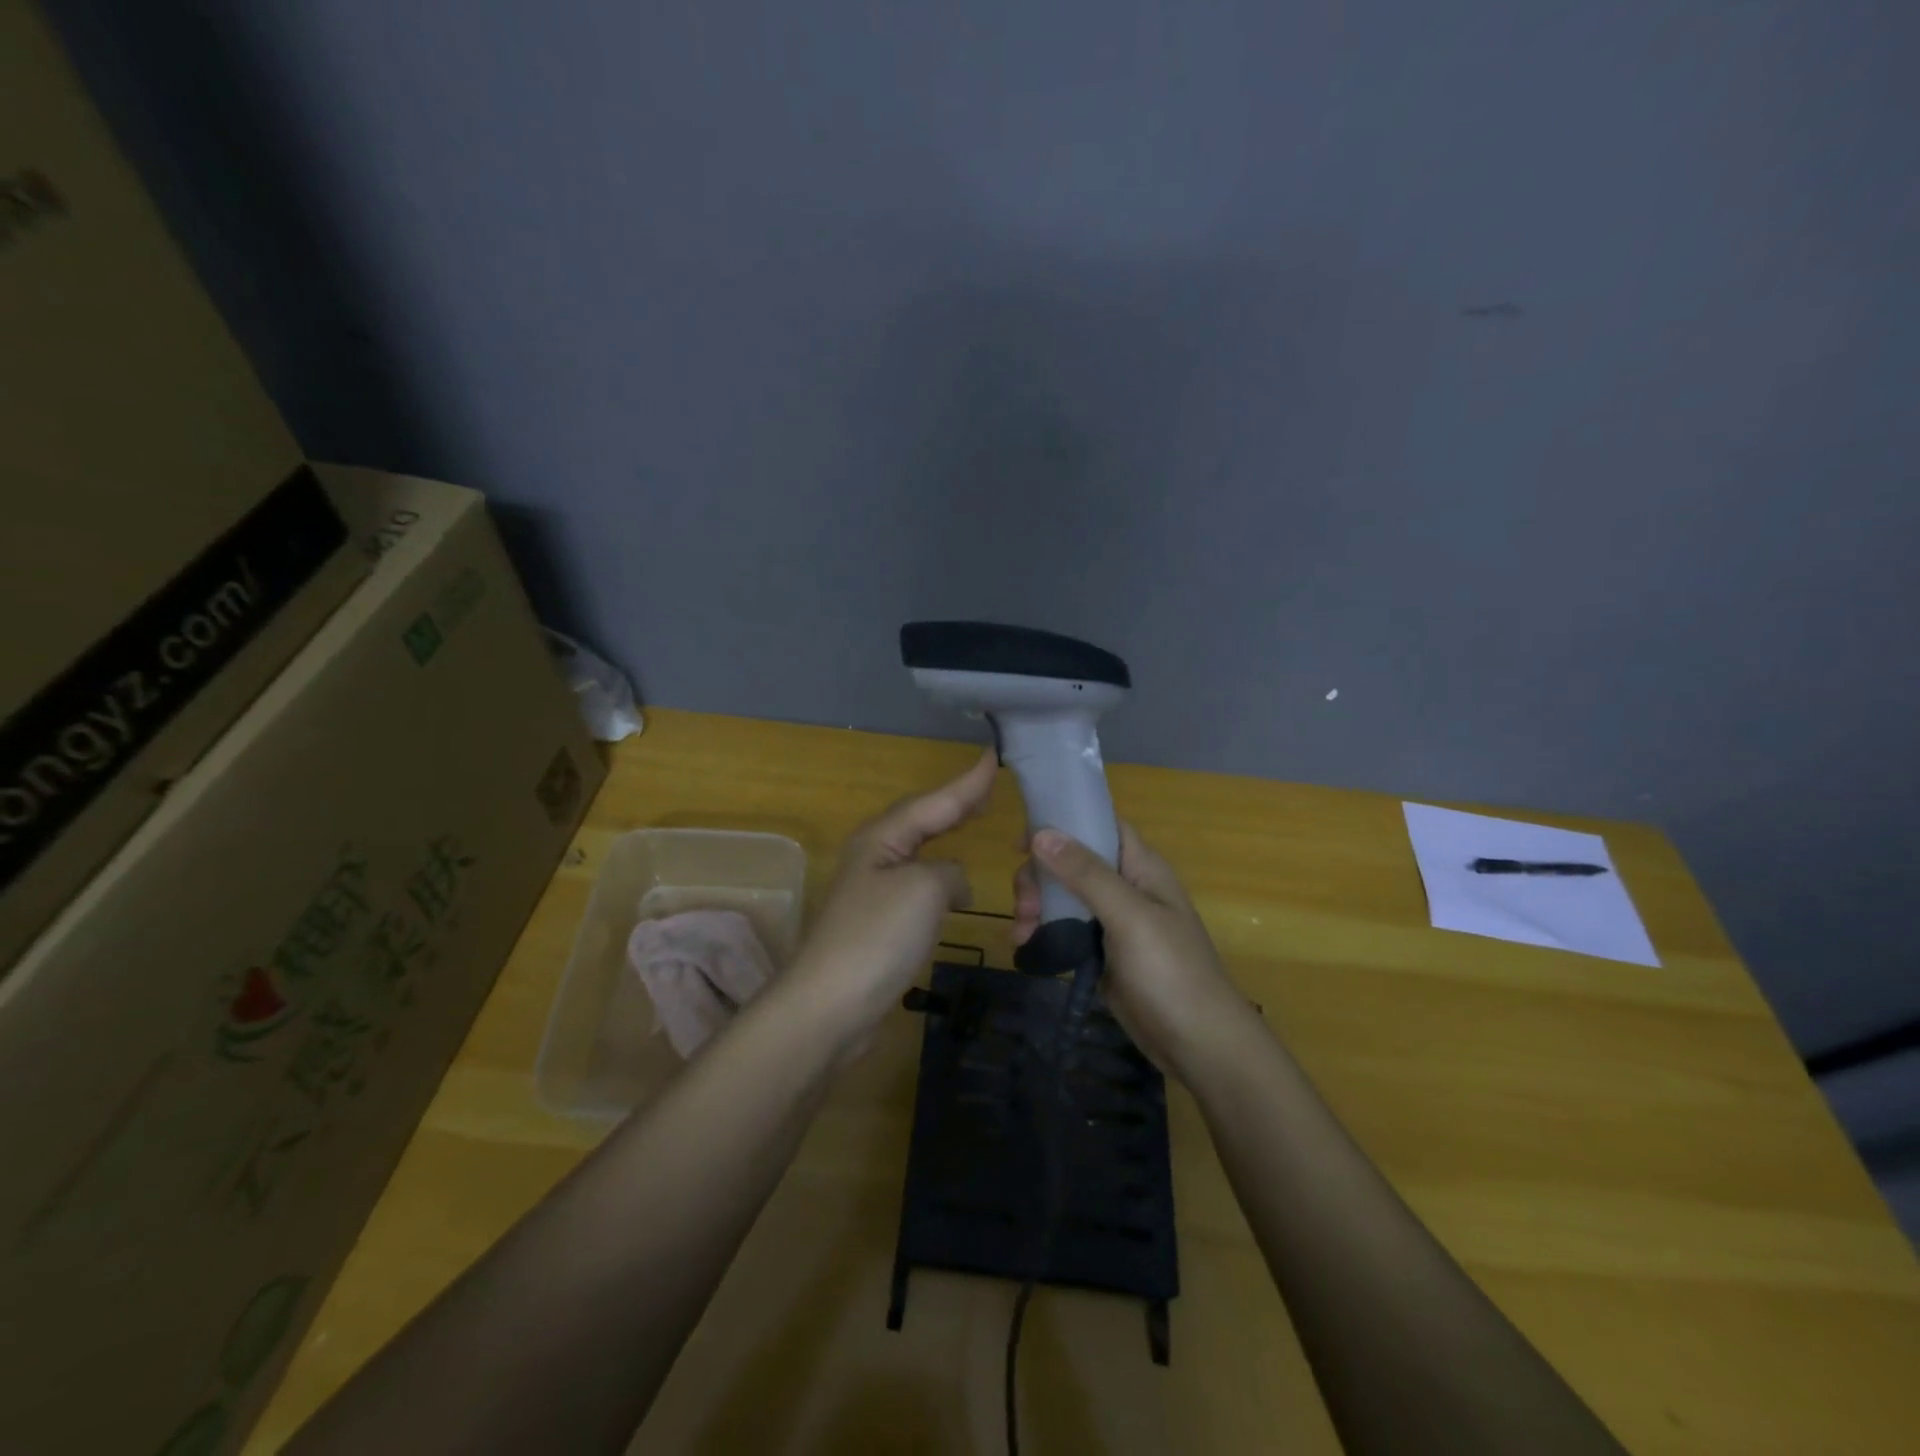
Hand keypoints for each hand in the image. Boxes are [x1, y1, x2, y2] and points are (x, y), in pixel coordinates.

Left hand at [787, 749, 998, 1047]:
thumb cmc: (877, 936)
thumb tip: (952, 883)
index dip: (968, 783)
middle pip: (922, 819)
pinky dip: (942, 876)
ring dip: (947, 835)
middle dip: (955, 803)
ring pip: (919, 851)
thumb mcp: (924, 889)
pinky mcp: (878, 924)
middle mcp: (874, 856)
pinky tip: (954, 884)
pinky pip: (918, 885)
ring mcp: (873, 891)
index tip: (994, 755)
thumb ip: (948, 872)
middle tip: (989, 785)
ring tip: (973, 820)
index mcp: (882, 837)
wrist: (830, 1006)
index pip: (934, 802)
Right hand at [1014, 823, 1256, 1081]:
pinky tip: (1025, 945)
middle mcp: (1126, 886)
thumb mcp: (1129, 916)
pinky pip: (1064, 928)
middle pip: (1072, 861)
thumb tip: (1041, 833)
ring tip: (1020, 933)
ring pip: (1064, 895)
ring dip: (1036, 906)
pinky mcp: (1101, 952)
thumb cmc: (1170, 971)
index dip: (1063, 823)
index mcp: (1141, 867)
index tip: (1022, 839)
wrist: (1197, 1044)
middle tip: (1024, 904)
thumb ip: (1086, 874)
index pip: (1100, 825)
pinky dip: (1043, 931)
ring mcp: (1113, 921)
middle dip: (1041, 876)